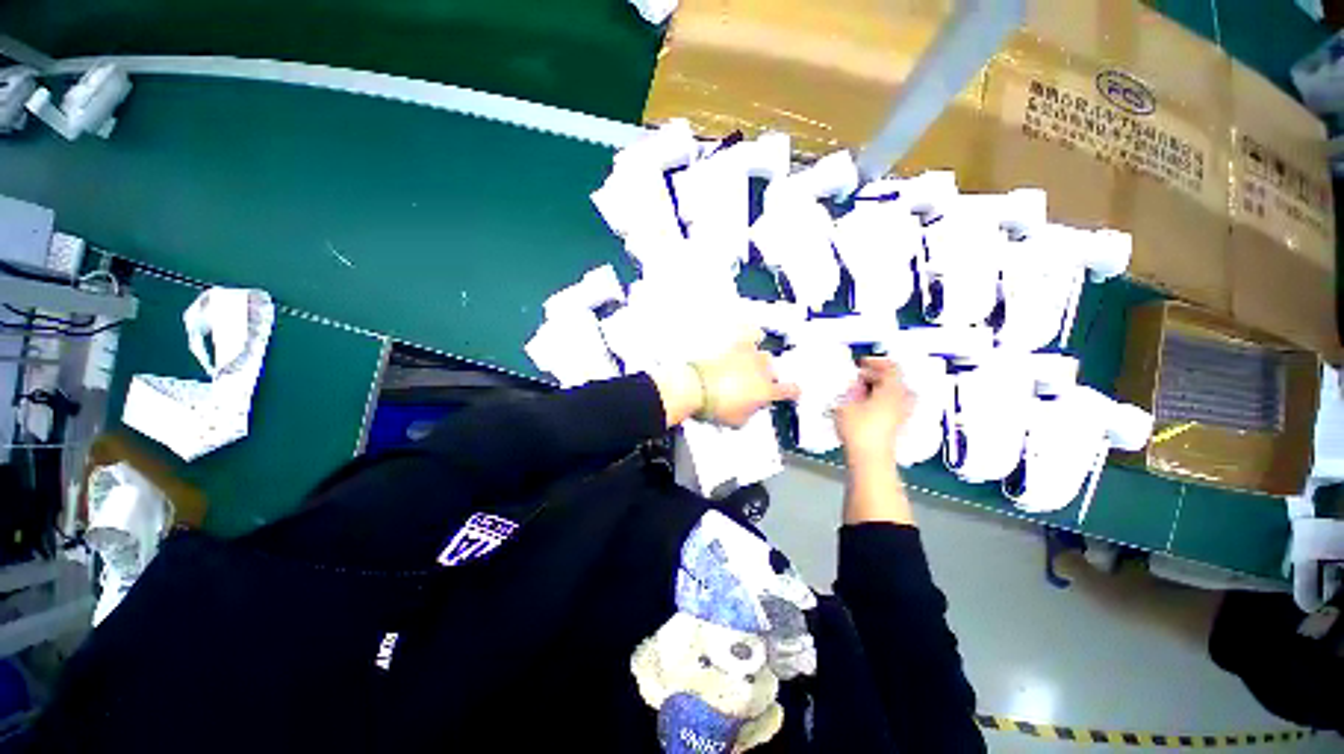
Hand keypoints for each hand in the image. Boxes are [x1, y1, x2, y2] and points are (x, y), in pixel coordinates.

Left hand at [653, 332, 799, 428]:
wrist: (695, 388)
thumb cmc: (714, 405)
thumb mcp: (737, 421)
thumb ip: (751, 412)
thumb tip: (750, 408)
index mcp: (766, 390)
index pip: (791, 390)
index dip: (793, 393)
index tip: (791, 393)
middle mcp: (762, 369)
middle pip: (773, 371)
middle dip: (765, 379)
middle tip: (751, 387)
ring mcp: (749, 354)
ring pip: (762, 354)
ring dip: (756, 362)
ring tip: (744, 368)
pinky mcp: (733, 344)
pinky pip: (750, 333)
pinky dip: (751, 336)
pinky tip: (748, 338)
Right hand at [835, 358, 913, 466]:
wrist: (870, 458)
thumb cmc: (859, 429)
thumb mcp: (846, 404)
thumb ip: (850, 391)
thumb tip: (855, 386)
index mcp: (892, 391)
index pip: (892, 368)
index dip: (877, 362)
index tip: (862, 363)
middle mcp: (902, 400)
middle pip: (894, 381)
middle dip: (876, 377)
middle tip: (858, 378)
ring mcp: (902, 414)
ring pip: (893, 394)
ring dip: (878, 390)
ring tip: (860, 392)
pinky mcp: (897, 426)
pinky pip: (891, 406)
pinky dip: (879, 401)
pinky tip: (863, 407)